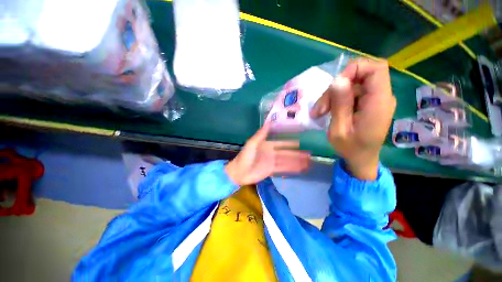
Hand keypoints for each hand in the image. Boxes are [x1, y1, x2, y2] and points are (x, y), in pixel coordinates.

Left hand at [225, 123, 310, 185]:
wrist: (239, 172)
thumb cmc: (245, 157)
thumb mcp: (252, 143)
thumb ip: (261, 134)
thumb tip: (269, 121)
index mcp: (268, 145)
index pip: (282, 143)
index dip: (291, 143)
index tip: (301, 142)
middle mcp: (272, 153)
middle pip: (287, 153)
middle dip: (298, 154)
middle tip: (310, 154)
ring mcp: (272, 162)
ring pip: (287, 161)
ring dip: (297, 162)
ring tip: (308, 162)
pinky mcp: (272, 171)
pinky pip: (283, 169)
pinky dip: (292, 169)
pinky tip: (300, 169)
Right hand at [310, 58, 395, 179]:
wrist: (361, 159)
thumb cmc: (350, 148)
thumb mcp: (339, 130)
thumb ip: (340, 105)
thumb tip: (338, 80)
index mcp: (379, 103)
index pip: (376, 69)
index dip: (355, 69)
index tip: (335, 85)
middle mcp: (381, 97)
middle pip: (359, 77)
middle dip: (335, 90)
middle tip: (319, 108)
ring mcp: (374, 100)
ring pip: (351, 86)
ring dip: (332, 96)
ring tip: (319, 112)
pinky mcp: (367, 104)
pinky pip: (351, 93)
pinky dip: (337, 100)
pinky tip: (327, 111)